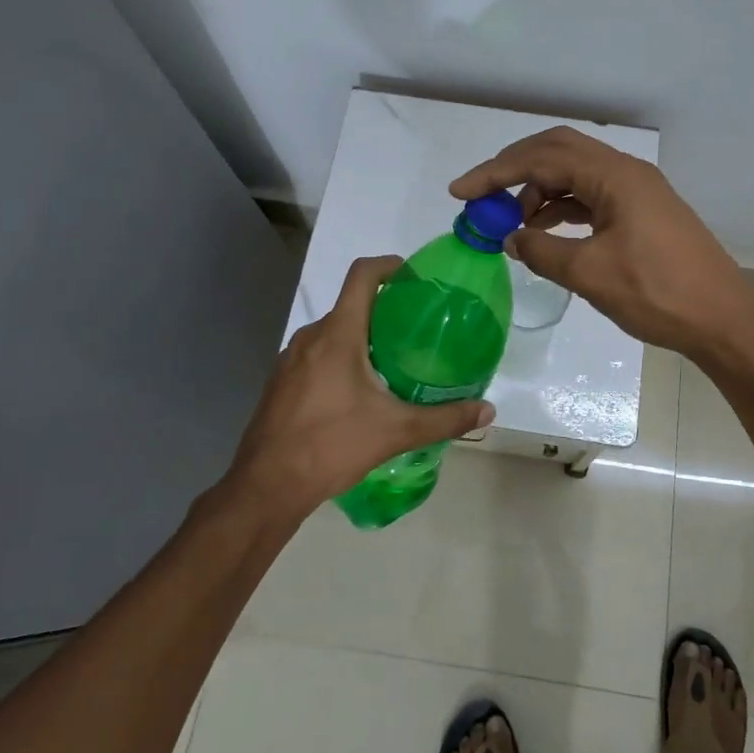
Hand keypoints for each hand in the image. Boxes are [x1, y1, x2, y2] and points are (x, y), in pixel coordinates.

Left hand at [228, 256, 495, 512]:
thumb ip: (444, 419)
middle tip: (417, 330)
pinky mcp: (281, 382)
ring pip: (333, 333)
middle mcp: (311, 337)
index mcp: (338, 334)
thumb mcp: (395, 431)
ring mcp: (291, 359)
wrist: (265, 486)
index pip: (362, 275)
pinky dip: (341, 358)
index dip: (389, 266)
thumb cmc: (331, 446)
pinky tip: (359, 392)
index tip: (414, 277)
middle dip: (384, 310)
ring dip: (362, 337)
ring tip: (393, 361)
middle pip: (350, 305)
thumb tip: (488, 411)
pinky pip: (317, 355)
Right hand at [450, 126, 753, 358]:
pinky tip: (544, 231)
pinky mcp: (642, 212)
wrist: (723, 320)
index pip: (542, 158)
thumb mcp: (590, 274)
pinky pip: (591, 196)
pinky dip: (562, 208)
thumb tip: (510, 238)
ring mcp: (637, 191)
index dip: (496, 172)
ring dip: (539, 191)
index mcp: (615, 175)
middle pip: (558, 152)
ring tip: (512, 224)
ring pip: (575, 174)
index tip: (460, 192)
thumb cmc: (658, 293)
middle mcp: (626, 172)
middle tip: (481, 196)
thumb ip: (542, 250)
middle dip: (514, 170)